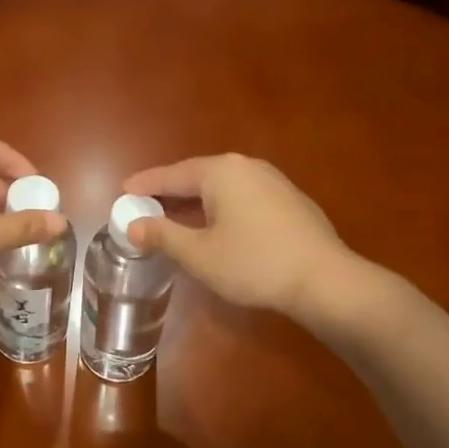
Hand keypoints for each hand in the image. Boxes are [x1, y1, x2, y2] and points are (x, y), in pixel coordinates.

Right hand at [122, 154, 353, 317]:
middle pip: (197, 177)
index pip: (172, 175)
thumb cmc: (253, 263)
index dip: (145, 185)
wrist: (325, 280)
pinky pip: (242, 198)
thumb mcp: (198, 253)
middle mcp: (246, 167)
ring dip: (195, 202)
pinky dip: (220, 208)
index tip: (123, 191)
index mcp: (220, 172)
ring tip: (175, 218)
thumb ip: (163, 235)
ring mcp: (272, 181)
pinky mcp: (289, 201)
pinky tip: (215, 228)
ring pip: (221, 188)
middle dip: (169, 193)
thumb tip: (133, 225)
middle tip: (144, 206)